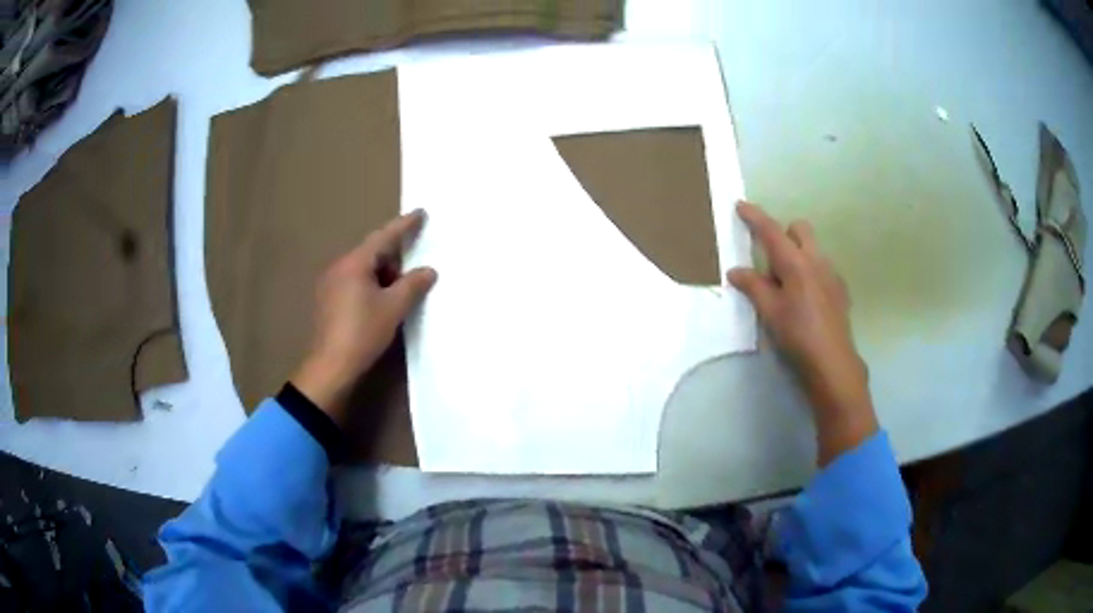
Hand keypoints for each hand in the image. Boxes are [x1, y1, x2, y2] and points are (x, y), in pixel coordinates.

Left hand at [291, 210, 436, 425]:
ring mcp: (329, 285)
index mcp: (354, 263)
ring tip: (400, 292)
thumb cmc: (362, 332)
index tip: (421, 213)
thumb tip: (428, 271)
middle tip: (413, 270)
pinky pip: (353, 283)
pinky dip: (370, 286)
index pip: (383, 237)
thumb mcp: (393, 308)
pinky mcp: (327, 302)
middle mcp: (338, 268)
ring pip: (362, 270)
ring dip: (383, 275)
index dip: (404, 225)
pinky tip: (380, 304)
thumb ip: (413, 285)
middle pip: (371, 253)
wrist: (330, 366)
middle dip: (394, 259)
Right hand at [727, 202, 877, 465]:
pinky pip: (822, 267)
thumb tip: (735, 271)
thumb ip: (753, 286)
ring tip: (787, 286)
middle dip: (784, 234)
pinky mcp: (840, 289)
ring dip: (797, 254)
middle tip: (770, 260)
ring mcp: (831, 273)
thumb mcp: (770, 312)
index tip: (740, 205)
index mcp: (795, 262)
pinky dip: (810, 271)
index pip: (771, 231)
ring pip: (812, 248)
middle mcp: (816, 260)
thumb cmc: (798, 335)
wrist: (833, 362)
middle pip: (799, 229)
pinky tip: (805, 299)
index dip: (754, 217)